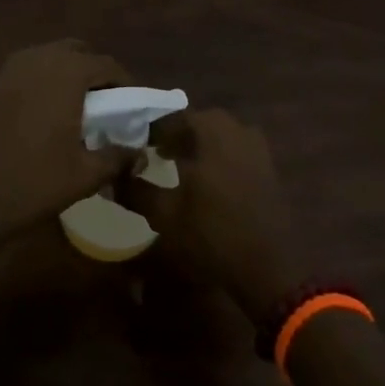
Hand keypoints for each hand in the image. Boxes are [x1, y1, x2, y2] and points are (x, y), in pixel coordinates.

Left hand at [0, 40, 130, 256]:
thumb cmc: (33, 179)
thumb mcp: (85, 174)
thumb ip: (117, 157)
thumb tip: (139, 154)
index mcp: (68, 71)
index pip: (108, 65)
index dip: (126, 84)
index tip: (135, 108)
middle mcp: (41, 58)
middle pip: (78, 52)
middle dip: (95, 73)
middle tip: (107, 105)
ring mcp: (13, 68)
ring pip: (52, 58)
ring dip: (69, 75)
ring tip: (80, 111)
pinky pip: (31, 71)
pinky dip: (47, 83)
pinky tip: (49, 116)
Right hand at [120, 108, 305, 320]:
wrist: (269, 267)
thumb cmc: (212, 235)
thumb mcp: (165, 215)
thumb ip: (136, 190)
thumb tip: (115, 175)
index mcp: (210, 133)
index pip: (173, 118)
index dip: (152, 131)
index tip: (136, 144)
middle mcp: (235, 130)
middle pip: (198, 122)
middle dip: (177, 134)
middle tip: (157, 152)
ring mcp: (256, 147)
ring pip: (220, 133)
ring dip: (199, 143)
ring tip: (181, 165)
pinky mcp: (268, 166)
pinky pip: (236, 148)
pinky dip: (218, 155)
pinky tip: (207, 180)